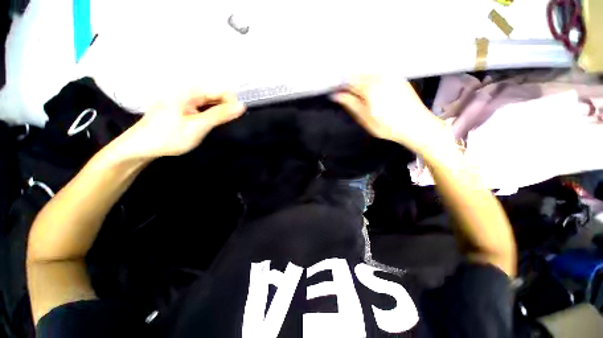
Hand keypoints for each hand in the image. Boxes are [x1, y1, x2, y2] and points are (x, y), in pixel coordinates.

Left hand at [114, 91, 245, 159]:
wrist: (141, 147)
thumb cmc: (168, 137)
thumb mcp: (198, 126)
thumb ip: (220, 115)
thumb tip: (242, 106)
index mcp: (190, 91)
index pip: (221, 91)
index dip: (232, 104)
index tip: (237, 117)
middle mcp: (187, 91)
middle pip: (215, 95)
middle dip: (225, 108)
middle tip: (227, 124)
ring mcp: (184, 99)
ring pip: (210, 102)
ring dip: (218, 112)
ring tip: (217, 125)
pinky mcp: (182, 106)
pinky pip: (202, 107)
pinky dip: (209, 115)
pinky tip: (208, 124)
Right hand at [331, 77, 447, 151]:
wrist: (415, 125)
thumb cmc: (386, 125)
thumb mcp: (364, 118)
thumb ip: (350, 103)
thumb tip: (336, 95)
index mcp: (369, 87)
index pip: (348, 81)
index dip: (339, 86)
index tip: (335, 93)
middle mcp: (379, 76)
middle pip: (358, 75)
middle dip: (349, 82)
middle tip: (345, 94)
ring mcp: (390, 75)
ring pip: (368, 73)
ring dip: (360, 80)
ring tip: (357, 92)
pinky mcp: (398, 78)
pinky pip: (379, 74)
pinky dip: (371, 79)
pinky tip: (371, 89)